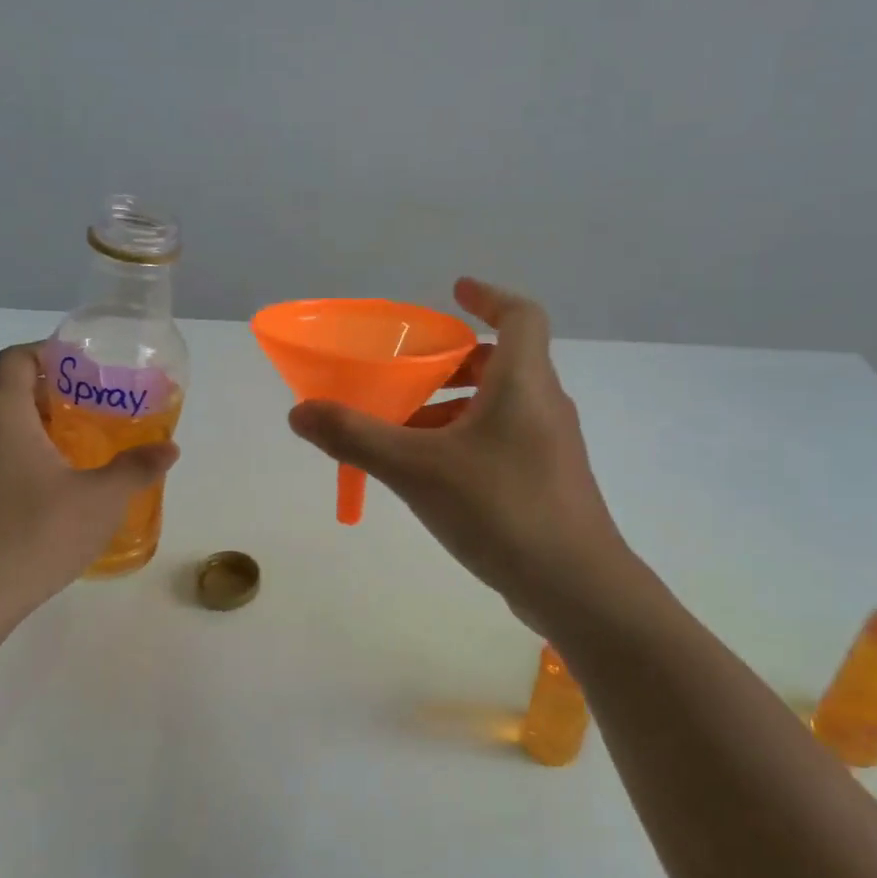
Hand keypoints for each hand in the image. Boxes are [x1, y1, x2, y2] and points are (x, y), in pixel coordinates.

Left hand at [0, 344, 178, 623]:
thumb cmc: (34, 534)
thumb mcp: (101, 500)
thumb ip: (136, 468)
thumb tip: (169, 449)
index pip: (18, 358)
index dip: (52, 356)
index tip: (88, 373)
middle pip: (6, 391)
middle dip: (51, 397)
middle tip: (94, 416)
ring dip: (31, 430)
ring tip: (75, 454)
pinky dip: (11, 457)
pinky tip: (43, 492)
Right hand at [288, 278, 627, 626]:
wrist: (576, 586)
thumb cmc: (501, 509)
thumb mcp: (418, 470)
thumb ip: (357, 437)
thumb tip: (301, 412)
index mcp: (523, 382)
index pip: (520, 315)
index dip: (488, 295)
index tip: (454, 291)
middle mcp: (544, 405)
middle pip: (503, 362)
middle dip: (453, 362)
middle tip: (408, 374)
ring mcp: (551, 446)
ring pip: (500, 406)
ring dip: (455, 407)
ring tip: (405, 431)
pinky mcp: (549, 481)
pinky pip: (504, 440)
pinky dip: (468, 440)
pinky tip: (434, 477)